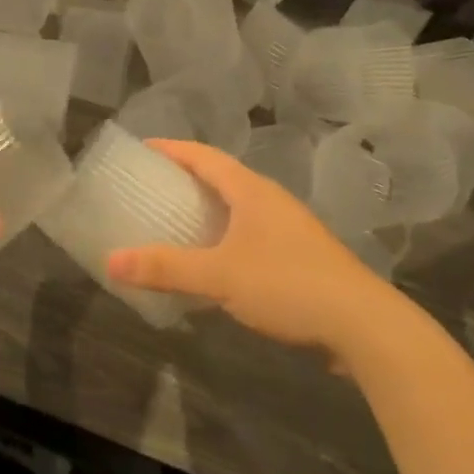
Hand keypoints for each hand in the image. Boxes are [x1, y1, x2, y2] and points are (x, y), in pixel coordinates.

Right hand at [105, 140, 388, 356]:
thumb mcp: (219, 275)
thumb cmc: (287, 284)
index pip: (203, 156)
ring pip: (238, 208)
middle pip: (221, 178)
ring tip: (174, 223)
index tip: (143, 149)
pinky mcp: (299, 256)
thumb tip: (111, 261)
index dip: (172, 149)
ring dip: (207, 211)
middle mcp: (270, 200)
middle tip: (151, 188)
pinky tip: (213, 263)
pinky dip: (224, 238)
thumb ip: (165, 267)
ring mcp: (288, 228)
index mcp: (251, 190)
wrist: (362, 324)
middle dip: (185, 179)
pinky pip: (250, 235)